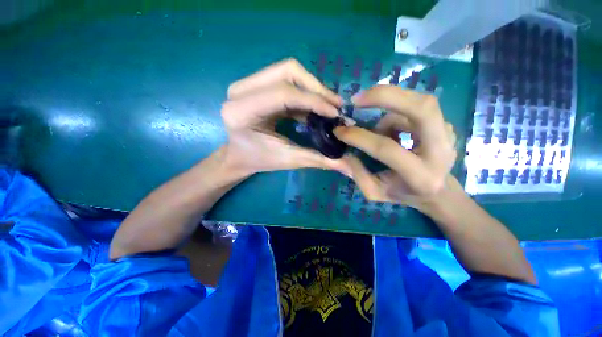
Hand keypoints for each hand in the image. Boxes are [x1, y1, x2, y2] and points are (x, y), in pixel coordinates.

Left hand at [221, 58, 350, 175]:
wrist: (239, 156)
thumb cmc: (259, 160)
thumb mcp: (288, 160)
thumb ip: (318, 160)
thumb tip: (349, 166)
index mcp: (241, 111)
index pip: (283, 93)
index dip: (313, 100)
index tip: (335, 113)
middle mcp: (240, 91)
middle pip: (287, 71)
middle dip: (316, 87)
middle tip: (335, 105)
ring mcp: (246, 85)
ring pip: (288, 71)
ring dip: (312, 88)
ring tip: (329, 106)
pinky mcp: (255, 85)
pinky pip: (286, 80)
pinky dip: (305, 92)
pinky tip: (315, 107)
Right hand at [333, 85, 456, 208]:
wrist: (438, 191)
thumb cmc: (404, 193)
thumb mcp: (375, 192)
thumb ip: (356, 174)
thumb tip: (340, 154)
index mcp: (420, 175)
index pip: (386, 148)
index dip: (359, 136)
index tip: (339, 130)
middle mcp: (441, 151)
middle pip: (421, 108)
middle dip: (385, 96)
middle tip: (357, 99)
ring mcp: (448, 134)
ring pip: (418, 103)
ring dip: (389, 110)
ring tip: (378, 130)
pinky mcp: (446, 125)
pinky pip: (417, 108)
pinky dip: (397, 114)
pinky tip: (392, 131)